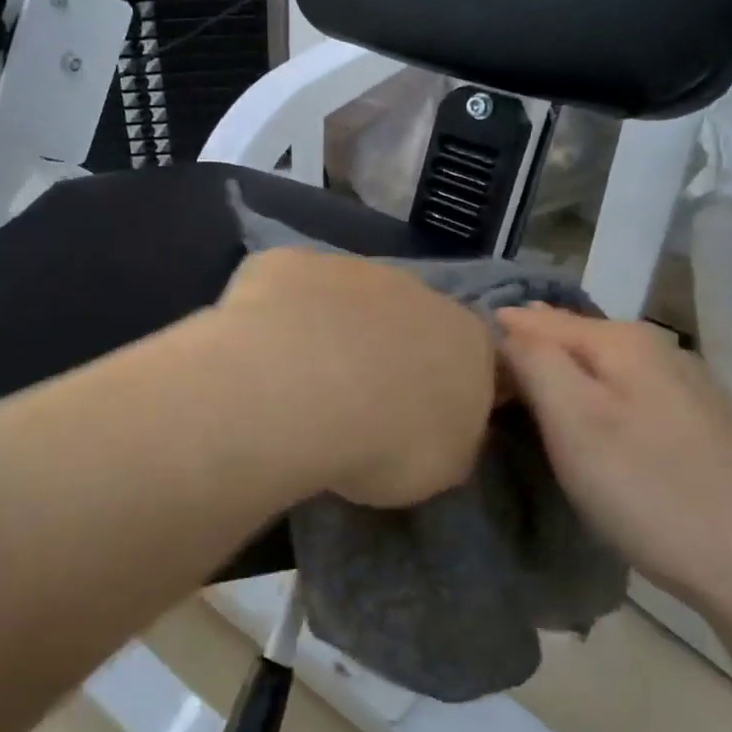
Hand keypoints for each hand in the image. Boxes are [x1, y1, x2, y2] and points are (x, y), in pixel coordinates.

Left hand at [218, 248, 497, 507]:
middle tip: (353, 401)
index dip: (441, 389)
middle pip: (407, 319)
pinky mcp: (291, 261)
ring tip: (298, 380)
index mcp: (467, 340)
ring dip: (331, 329)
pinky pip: (289, 288)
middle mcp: (416, 290)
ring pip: (345, 299)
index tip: (413, 421)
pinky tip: (260, 349)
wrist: (302, 392)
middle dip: (385, 352)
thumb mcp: (440, 469)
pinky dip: (278, 314)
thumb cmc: (385, 443)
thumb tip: (437, 431)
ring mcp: (350, 268)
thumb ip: (448, 440)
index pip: (470, 359)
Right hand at [496, 305, 731, 610]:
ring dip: (561, 379)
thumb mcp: (574, 421)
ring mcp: (685, 386)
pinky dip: (595, 402)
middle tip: (488, 392)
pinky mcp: (700, 424)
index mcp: (622, 339)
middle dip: (527, 356)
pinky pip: (626, 394)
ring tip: (528, 406)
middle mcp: (657, 348)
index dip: (495, 342)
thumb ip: (534, 361)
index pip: (534, 320)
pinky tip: (590, 429)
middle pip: (570, 339)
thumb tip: (505, 324)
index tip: (464, 375)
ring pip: (600, 368)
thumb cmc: (650, 489)